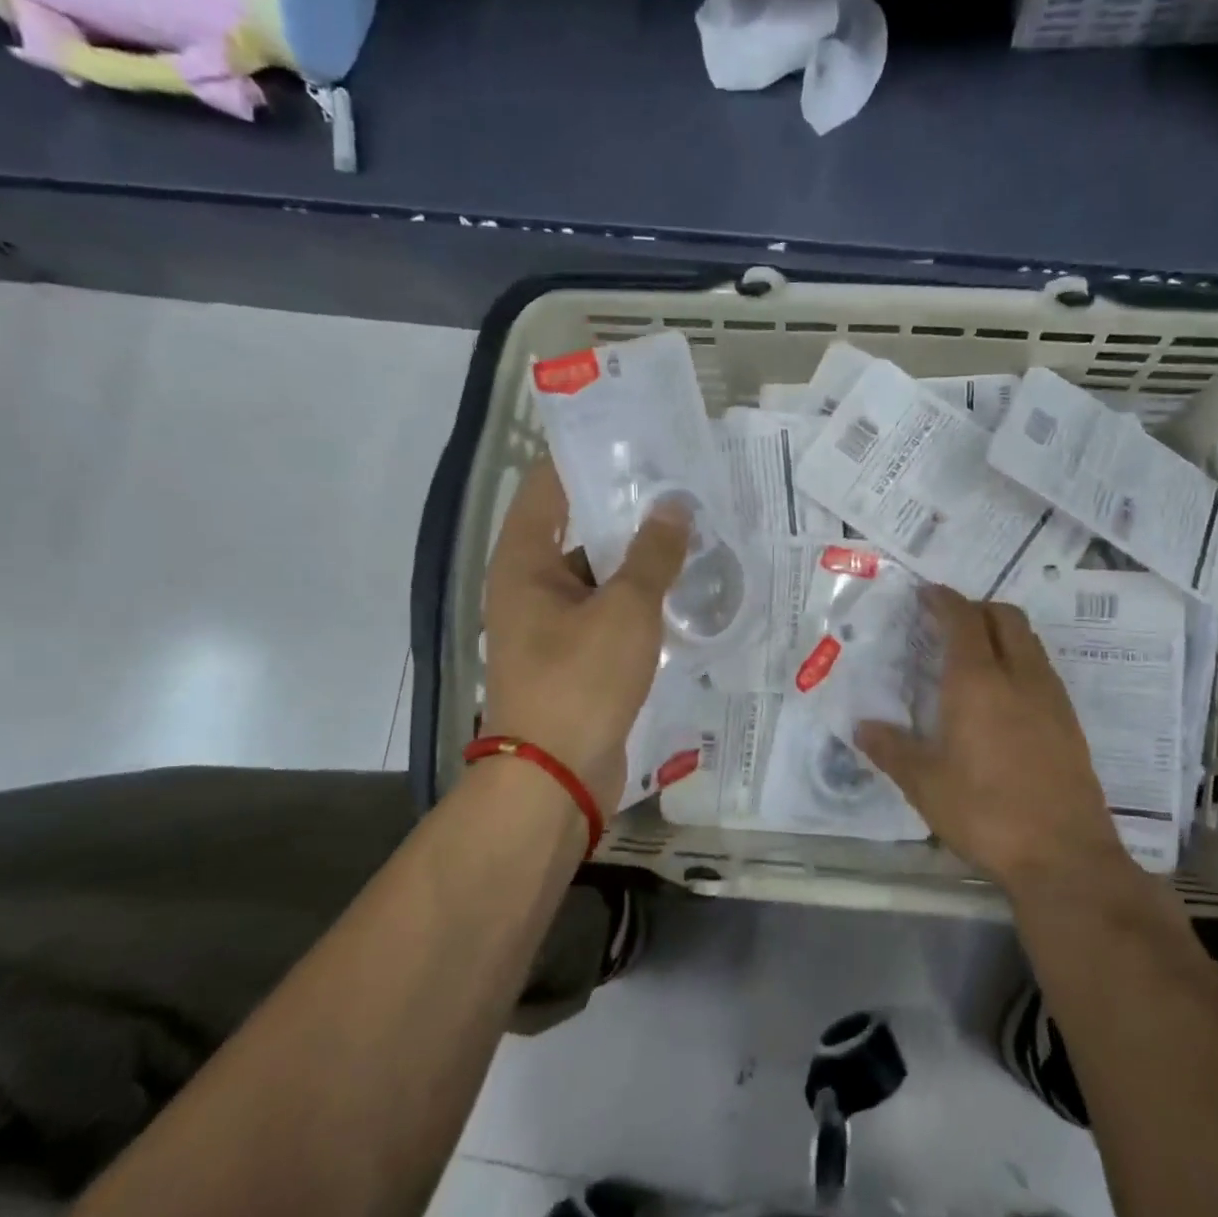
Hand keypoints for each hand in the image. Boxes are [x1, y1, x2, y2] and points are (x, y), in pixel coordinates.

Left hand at [483, 461, 687, 811]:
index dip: (587, 456)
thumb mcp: (625, 611)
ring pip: (598, 574)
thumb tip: (675, 506)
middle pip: (578, 528)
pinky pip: (608, 612)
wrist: (555, 777)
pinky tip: (682, 590)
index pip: (549, 485)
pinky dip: (638, 600)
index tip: (636, 439)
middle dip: (627, 508)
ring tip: (693, 533)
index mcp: (524, 560)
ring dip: (639, 558)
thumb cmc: (581, 681)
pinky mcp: (574, 656)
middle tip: (681, 486)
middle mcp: (529, 584)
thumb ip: (653, 555)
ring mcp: (551, 623)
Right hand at [856, 586, 1129, 894]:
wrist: (1064, 856)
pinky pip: (1042, 670)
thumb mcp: (924, 784)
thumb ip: (891, 749)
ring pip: (1029, 642)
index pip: (963, 619)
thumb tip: (862, 727)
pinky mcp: (1070, 723)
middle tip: (949, 623)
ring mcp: (1052, 698)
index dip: (944, 600)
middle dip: (977, 608)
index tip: (926, 594)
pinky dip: (1019, 661)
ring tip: (974, 656)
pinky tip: (1002, 697)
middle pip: (1006, 617)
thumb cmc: (984, 813)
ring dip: (1002, 633)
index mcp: (978, 682)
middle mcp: (1019, 677)